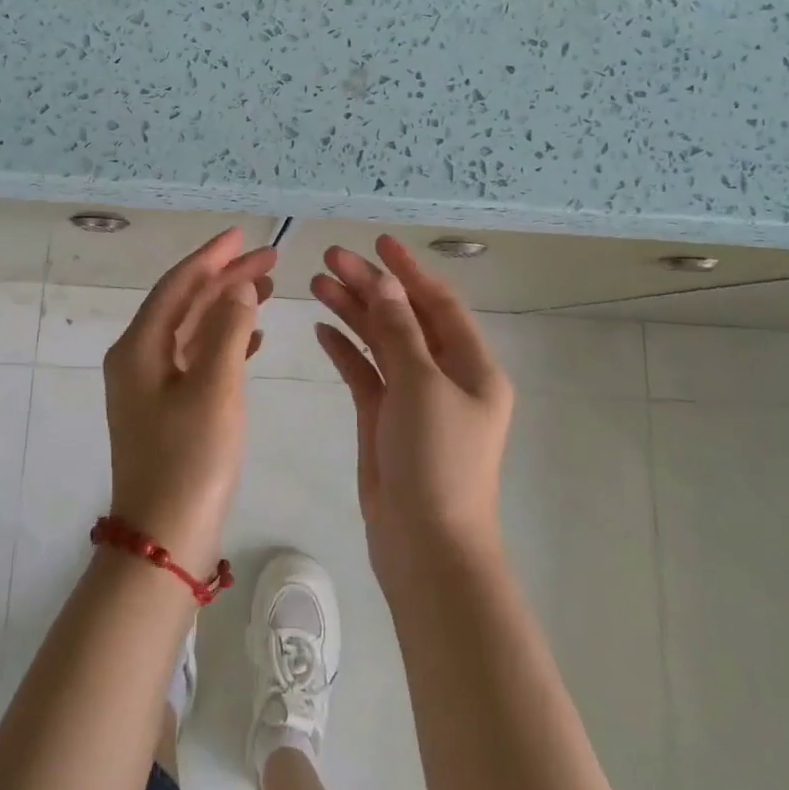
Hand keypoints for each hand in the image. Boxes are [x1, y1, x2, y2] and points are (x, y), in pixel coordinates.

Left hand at [102, 229, 275, 576]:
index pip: (177, 285)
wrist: (165, 540)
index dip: (211, 257)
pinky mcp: (167, 409)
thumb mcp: (214, 387)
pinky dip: (225, 343)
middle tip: (270, 260)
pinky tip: (255, 338)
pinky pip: (198, 359)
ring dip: (229, 308)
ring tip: (269, 289)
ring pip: (193, 330)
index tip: (243, 235)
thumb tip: (237, 289)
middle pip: (185, 304)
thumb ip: (228, 330)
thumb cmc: (190, 459)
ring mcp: (150, 386)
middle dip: (226, 279)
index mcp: (139, 347)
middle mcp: (138, 359)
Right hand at [311, 235, 514, 577]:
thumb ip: (399, 330)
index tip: (378, 242)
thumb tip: (384, 283)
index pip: (439, 303)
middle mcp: (445, 376)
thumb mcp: (421, 385)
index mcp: (472, 366)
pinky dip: (346, 350)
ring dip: (352, 313)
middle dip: (370, 286)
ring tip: (317, 283)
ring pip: (381, 342)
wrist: (426, 547)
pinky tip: (321, 328)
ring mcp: (413, 399)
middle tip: (329, 257)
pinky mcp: (385, 420)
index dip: (409, 270)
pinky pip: (365, 373)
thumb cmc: (437, 461)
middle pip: (404, 318)